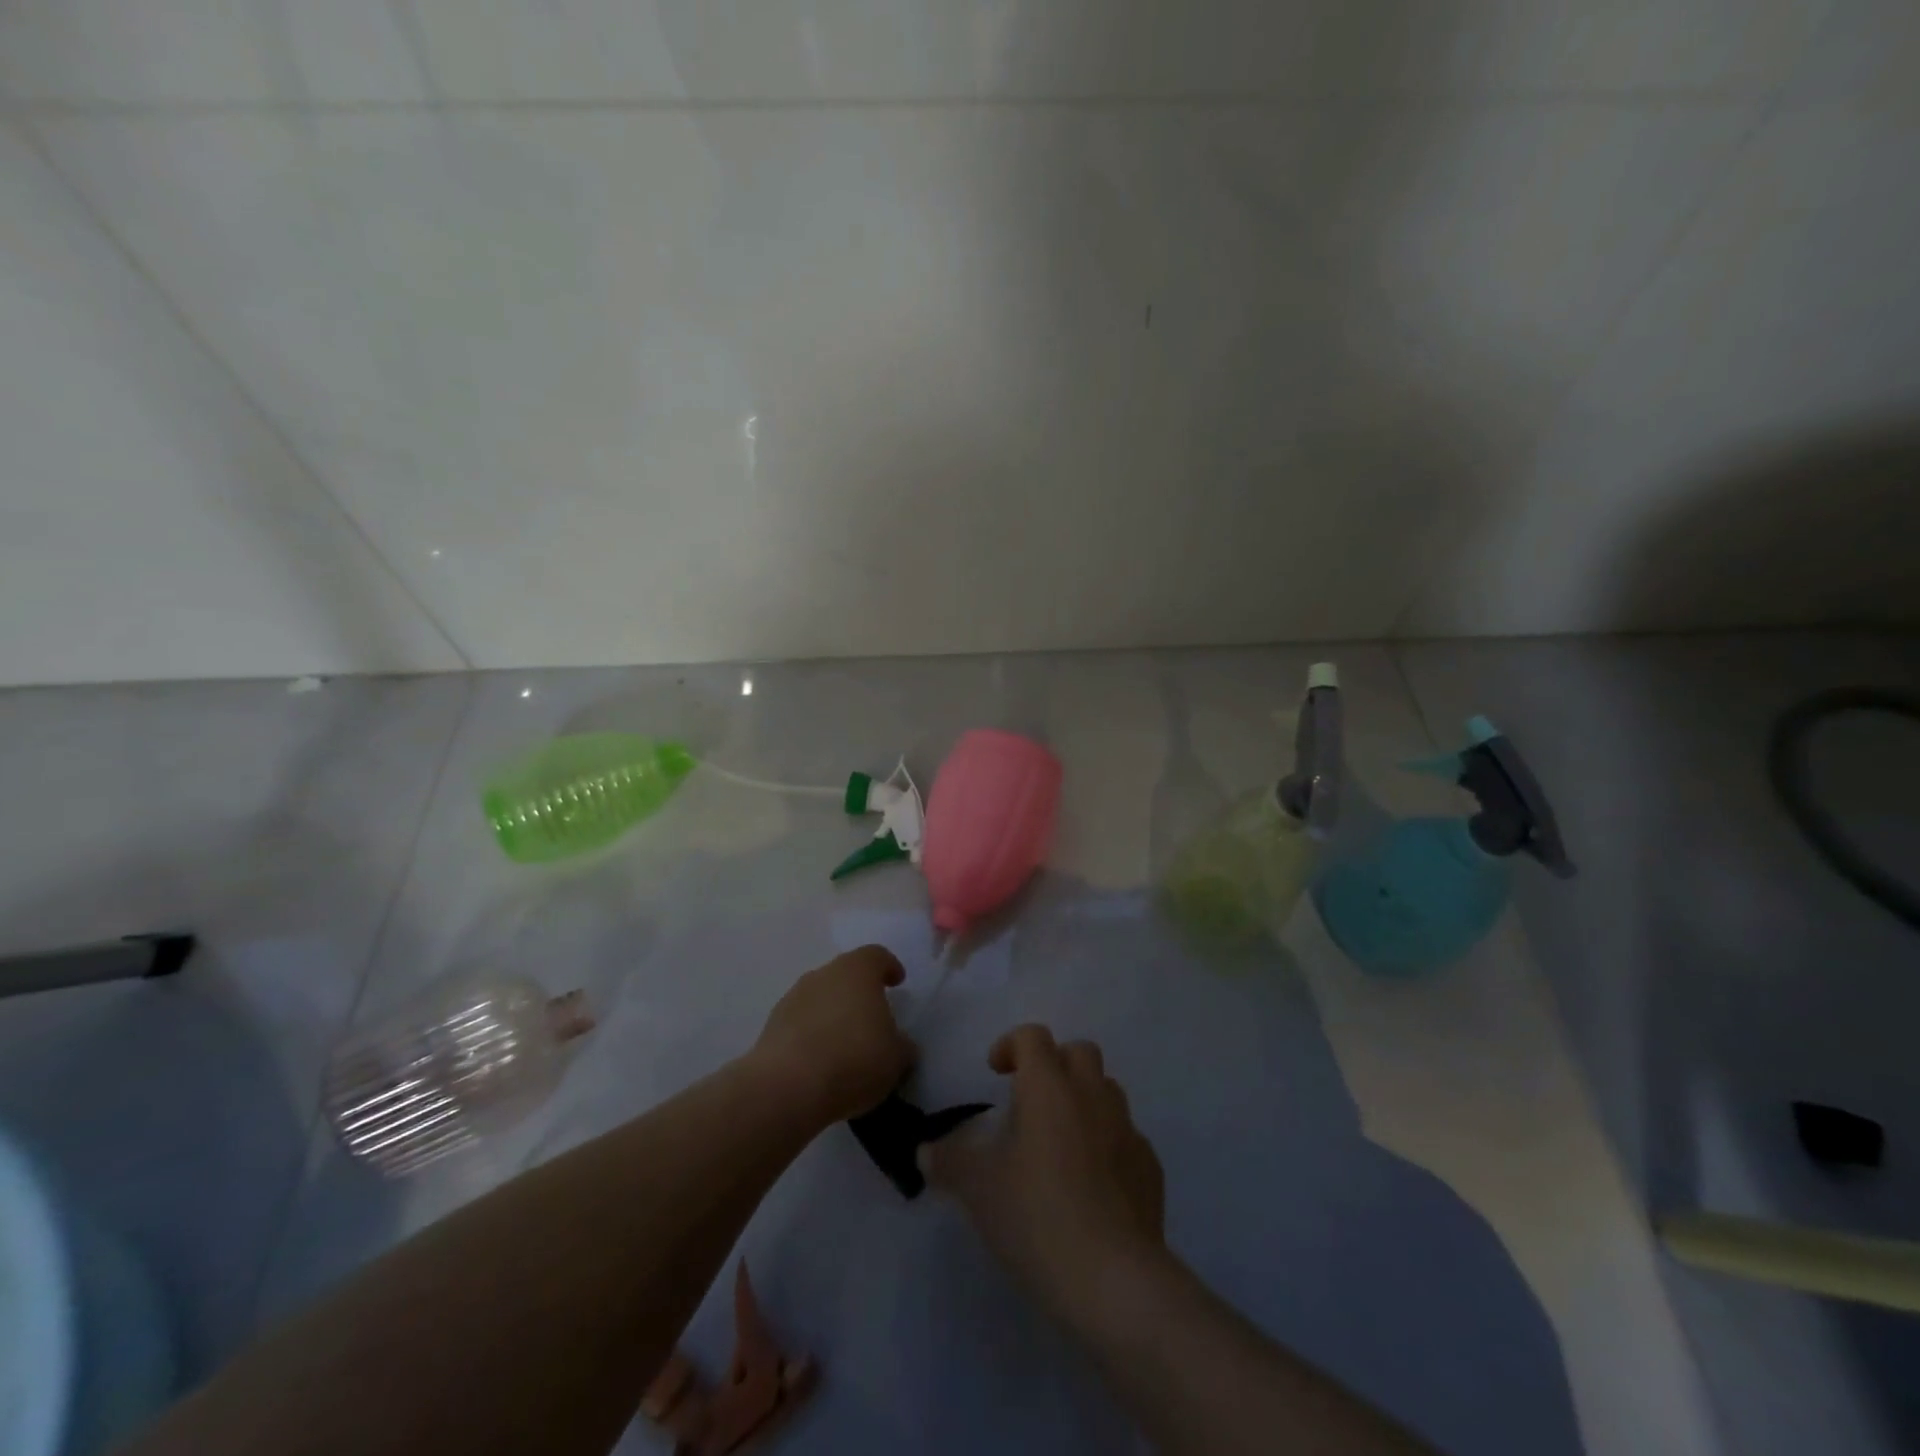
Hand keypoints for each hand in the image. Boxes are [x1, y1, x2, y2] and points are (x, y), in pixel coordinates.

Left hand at [749, 946, 915, 1129]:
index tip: (897, 982)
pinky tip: (821, 1062)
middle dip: (859, 992)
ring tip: (845, 1044)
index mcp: (857, 970)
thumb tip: (900, 1044)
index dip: (889, 967)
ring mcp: (793, 998)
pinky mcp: (771, 1026)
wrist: (787, 1087)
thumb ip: (901, 1045)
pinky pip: (801, 1023)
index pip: (877, 956)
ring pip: (821, 998)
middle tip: (873, 1017)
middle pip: (845, 974)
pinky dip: (812, 1035)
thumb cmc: (853, 1059)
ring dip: (833, 1014)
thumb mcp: (896, 1058)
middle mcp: (823, 974)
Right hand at [923, 1024, 1166, 1315]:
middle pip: (1079, 1051)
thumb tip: (925, 1151)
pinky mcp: (1150, 1167)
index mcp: (1049, 1087)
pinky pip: (1127, 1137)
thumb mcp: (978, 1190)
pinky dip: (1108, 1144)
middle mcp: (1091, 1095)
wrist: (1114, 1280)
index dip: (1011, 1045)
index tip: (996, 1073)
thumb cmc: (1037, 1217)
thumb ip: (949, 1162)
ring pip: (1107, 1090)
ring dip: (1084, 1100)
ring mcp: (1127, 1129)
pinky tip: (1092, 1184)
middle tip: (1031, 1101)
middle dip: (1054, 1064)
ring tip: (1061, 1142)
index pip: (1033, 1036)